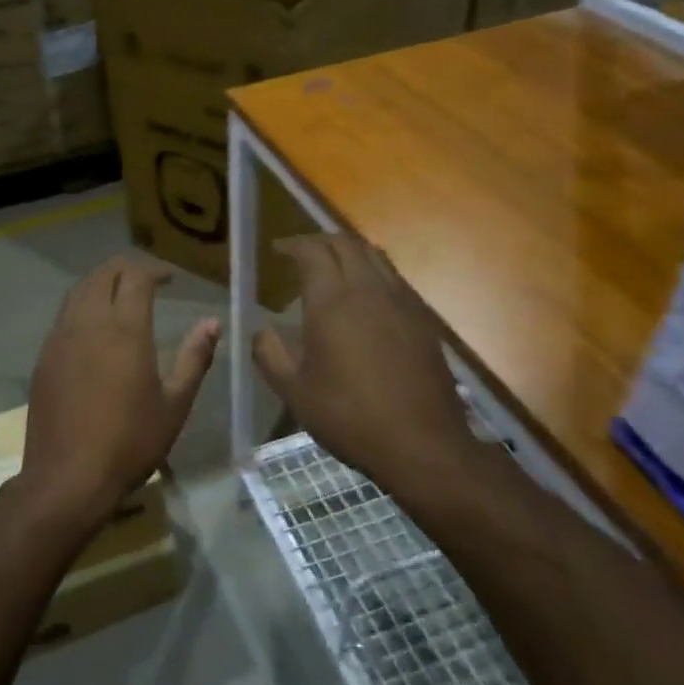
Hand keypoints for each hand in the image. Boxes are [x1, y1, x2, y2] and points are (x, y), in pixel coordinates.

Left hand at [17, 258, 219, 535]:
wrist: (67, 477)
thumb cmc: (130, 442)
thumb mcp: (174, 405)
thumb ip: (194, 358)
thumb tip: (212, 323)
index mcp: (124, 329)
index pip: (136, 276)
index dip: (154, 270)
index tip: (170, 279)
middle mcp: (88, 323)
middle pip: (102, 274)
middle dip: (125, 268)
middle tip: (146, 279)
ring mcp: (60, 338)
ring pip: (78, 291)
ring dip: (101, 284)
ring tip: (120, 297)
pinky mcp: (44, 358)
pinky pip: (64, 317)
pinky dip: (82, 307)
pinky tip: (94, 329)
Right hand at [254, 236, 472, 486]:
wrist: (422, 443)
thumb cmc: (349, 416)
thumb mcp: (294, 391)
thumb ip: (270, 355)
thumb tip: (260, 333)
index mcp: (332, 301)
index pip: (312, 252)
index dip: (293, 244)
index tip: (278, 249)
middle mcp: (368, 290)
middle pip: (346, 243)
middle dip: (320, 240)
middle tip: (301, 252)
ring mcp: (401, 301)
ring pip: (374, 256)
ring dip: (349, 251)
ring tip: (332, 266)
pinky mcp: (422, 319)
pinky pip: (394, 278)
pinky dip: (372, 271)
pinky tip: (365, 297)